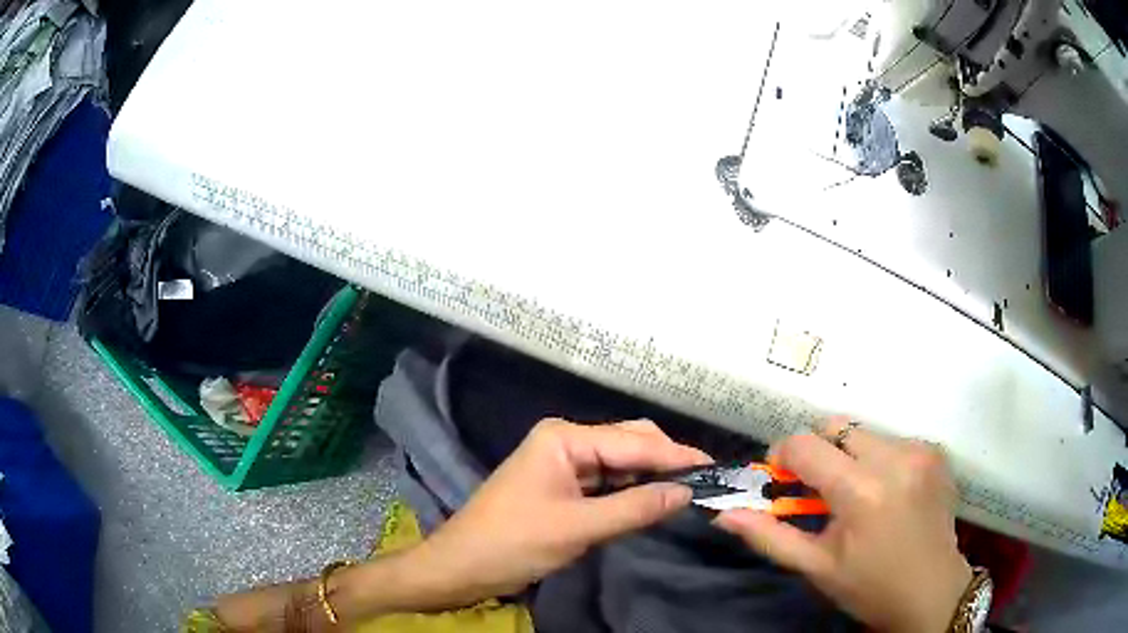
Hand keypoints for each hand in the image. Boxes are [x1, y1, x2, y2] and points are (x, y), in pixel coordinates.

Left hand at [409, 418, 711, 607]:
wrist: (461, 566)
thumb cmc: (512, 543)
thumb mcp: (578, 528)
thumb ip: (635, 508)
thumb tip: (687, 493)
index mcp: (564, 438)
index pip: (634, 442)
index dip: (677, 455)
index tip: (717, 467)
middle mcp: (566, 440)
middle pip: (629, 442)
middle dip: (666, 460)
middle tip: (706, 482)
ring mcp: (563, 462)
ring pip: (620, 462)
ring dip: (651, 475)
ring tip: (690, 490)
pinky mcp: (562, 485)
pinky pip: (606, 481)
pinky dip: (631, 490)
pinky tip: (653, 499)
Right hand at [716, 418, 971, 632]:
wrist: (932, 591)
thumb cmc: (870, 587)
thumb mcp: (817, 567)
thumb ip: (770, 536)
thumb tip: (725, 514)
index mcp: (862, 490)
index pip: (806, 445)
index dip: (783, 456)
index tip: (780, 481)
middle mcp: (894, 457)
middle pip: (835, 426)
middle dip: (817, 452)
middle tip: (817, 490)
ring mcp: (920, 450)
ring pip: (863, 432)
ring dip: (848, 456)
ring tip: (855, 496)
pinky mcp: (935, 451)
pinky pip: (891, 440)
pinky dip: (877, 459)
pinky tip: (885, 493)